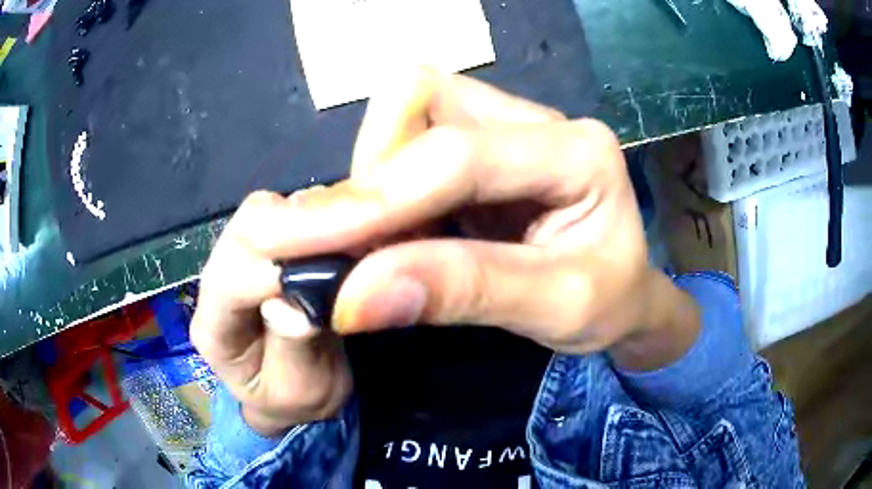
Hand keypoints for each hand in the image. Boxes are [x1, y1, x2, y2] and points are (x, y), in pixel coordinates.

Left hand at [191, 206, 352, 436]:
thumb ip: (295, 350)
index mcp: (213, 328)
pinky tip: (356, 227)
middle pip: (248, 227)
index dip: (280, 265)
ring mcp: (242, 255)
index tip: (340, 260)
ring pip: (271, 210)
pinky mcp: (271, 245)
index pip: (231, 279)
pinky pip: (294, 212)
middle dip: (304, 223)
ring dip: (320, 214)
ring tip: (365, 229)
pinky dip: (327, 212)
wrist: (290, 392)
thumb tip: (300, 303)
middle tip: (366, 227)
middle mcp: (219, 279)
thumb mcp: (301, 394)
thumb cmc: (291, 400)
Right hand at [229, 68, 699, 371]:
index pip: (462, 155)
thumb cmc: (608, 301)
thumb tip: (352, 297)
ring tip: (384, 241)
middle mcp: (538, 119)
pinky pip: (406, 137)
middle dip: (373, 174)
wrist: (623, 292)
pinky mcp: (480, 139)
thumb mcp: (559, 309)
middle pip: (420, 100)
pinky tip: (397, 229)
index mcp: (578, 150)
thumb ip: (466, 294)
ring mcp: (505, 122)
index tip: (318, 244)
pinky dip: (384, 184)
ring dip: (375, 175)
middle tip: (356, 247)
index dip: (383, 197)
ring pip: (404, 110)